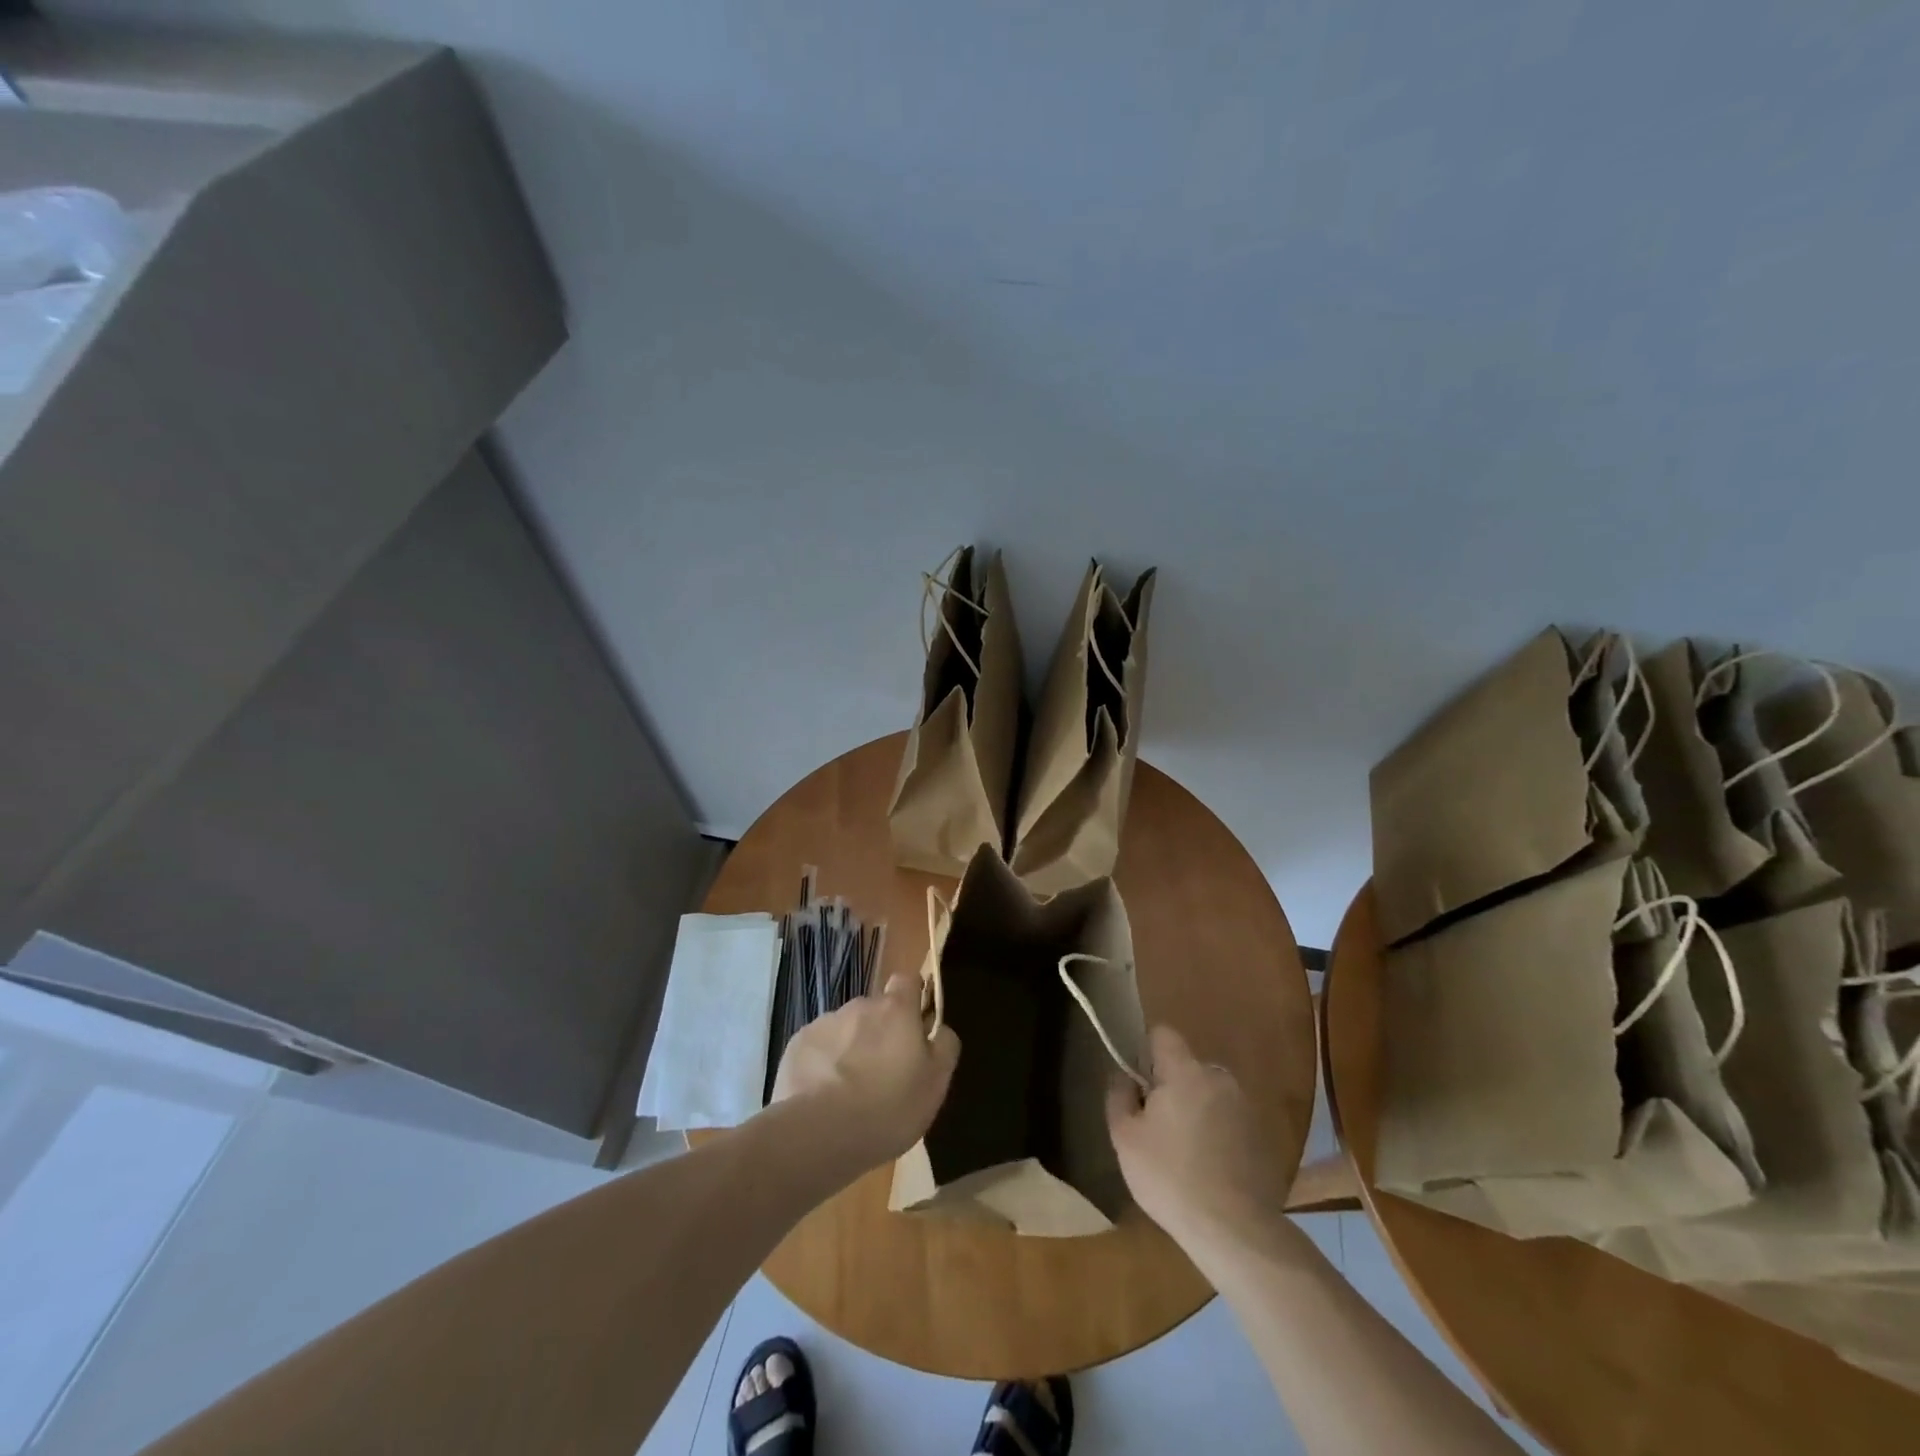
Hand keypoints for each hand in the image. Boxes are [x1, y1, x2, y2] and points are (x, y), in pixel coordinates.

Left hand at [771, 972, 959, 1168]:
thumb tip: (939, 1028)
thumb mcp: (936, 1083)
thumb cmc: (889, 1108)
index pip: (907, 980)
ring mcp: (825, 1023)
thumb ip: (944, 1046)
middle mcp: (860, 1006)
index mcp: (896, 1009)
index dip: (912, 998)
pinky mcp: (797, 1044)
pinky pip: (818, 1047)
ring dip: (851, 1048)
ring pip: (845, 1029)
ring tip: (849, 1091)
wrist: (819, 1133)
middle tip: (883, 1073)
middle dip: (879, 1032)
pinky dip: (823, 1064)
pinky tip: (823, 1096)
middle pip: (874, 1010)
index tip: (914, 1025)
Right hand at [1107, 1025, 1294, 1259]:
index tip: (1138, 1085)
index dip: (1145, 1051)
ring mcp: (1244, 1106)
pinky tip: (1208, 1168)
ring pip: (1208, 1094)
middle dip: (1170, 1087)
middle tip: (1156, 1127)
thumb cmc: (1171, 1177)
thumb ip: (1119, 1096)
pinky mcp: (1261, 1135)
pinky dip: (1216, 1133)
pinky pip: (1228, 1119)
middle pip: (1186, 1066)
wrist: (1235, 1230)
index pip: (1162, 1034)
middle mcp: (1219, 1078)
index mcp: (1185, 1071)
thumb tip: (1124, 1077)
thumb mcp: (1125, 1138)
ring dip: (1194, 1110)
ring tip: (1183, 1153)